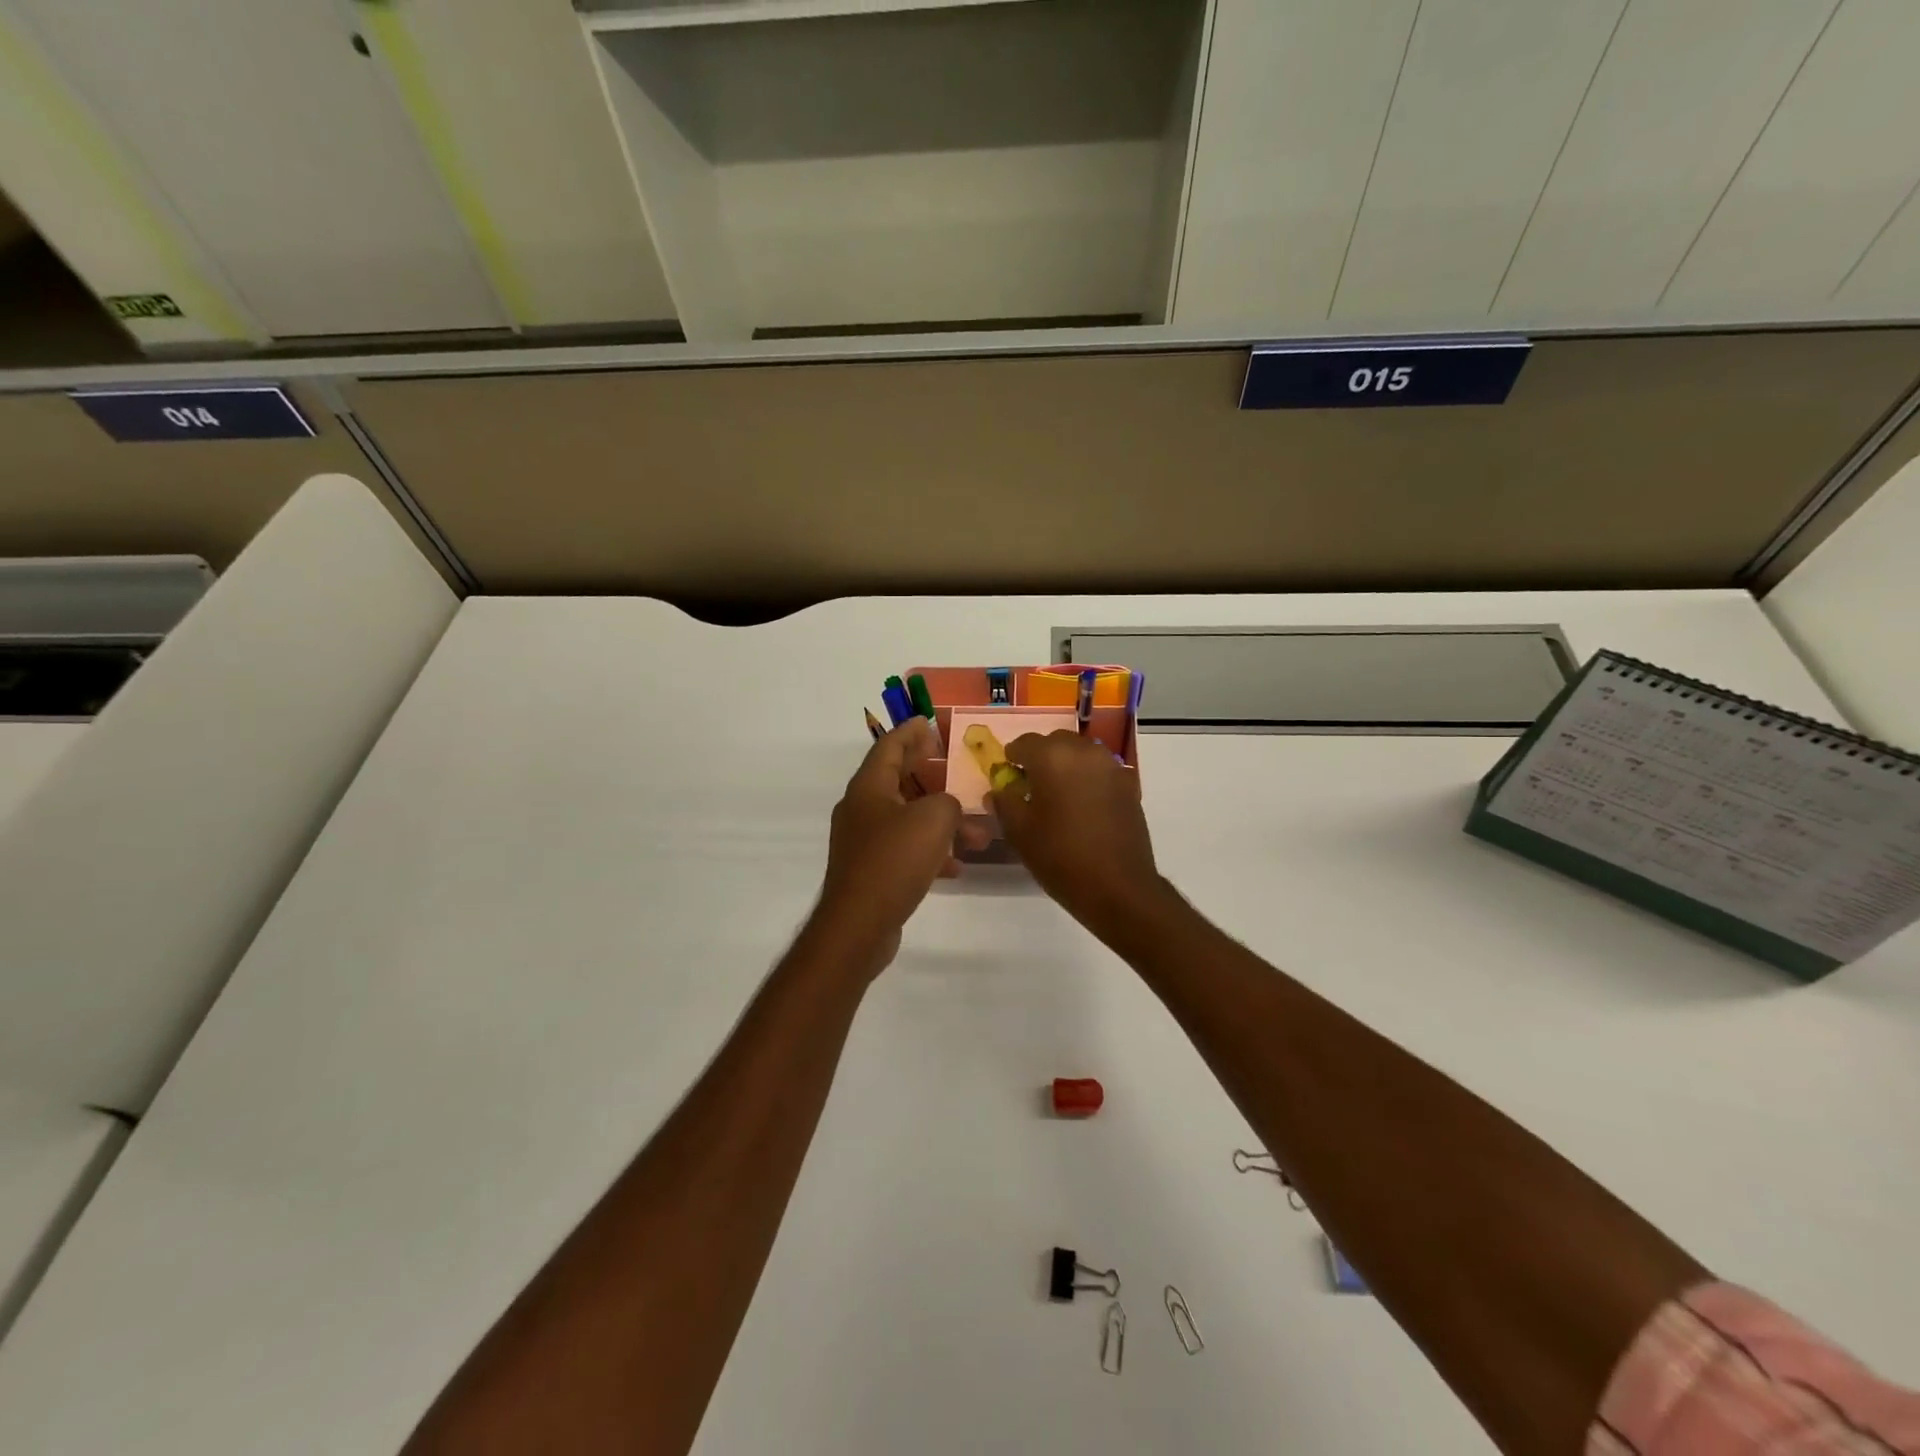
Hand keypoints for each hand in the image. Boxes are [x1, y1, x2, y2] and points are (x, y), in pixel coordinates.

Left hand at [816, 719, 974, 972]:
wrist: (859, 925)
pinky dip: (930, 852)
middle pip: (897, 780)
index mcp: (869, 788)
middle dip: (929, 774)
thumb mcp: (934, 819)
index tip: (928, 721)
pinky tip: (955, 867)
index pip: (889, 746)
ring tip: (977, 836)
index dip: (910, 732)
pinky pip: (905, 850)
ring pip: (907, 819)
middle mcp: (861, 809)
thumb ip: (949, 803)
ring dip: (941, 822)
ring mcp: (863, 842)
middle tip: (952, 765)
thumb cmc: (894, 860)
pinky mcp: (871, 872)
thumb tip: (949, 809)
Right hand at [991, 731, 1165, 933]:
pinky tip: (1083, 806)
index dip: (1012, 758)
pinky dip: (1087, 779)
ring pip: (1081, 754)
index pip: (1024, 743)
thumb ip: (1004, 802)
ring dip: (1066, 766)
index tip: (1007, 776)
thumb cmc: (1060, 857)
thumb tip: (1000, 789)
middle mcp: (1084, 751)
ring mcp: (1111, 766)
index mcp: (1052, 757)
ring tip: (1057, 796)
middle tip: (1030, 786)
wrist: (1118, 886)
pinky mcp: (1128, 785)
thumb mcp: (1019, 832)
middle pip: (1055, 743)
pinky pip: (1100, 771)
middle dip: (1040, 758)